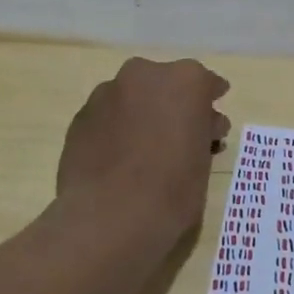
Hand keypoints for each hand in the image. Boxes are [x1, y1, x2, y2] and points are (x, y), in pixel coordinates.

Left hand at [57, 57, 230, 243]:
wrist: (109, 218)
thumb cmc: (173, 189)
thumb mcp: (204, 160)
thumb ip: (202, 133)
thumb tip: (199, 127)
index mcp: (186, 81)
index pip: (207, 84)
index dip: (210, 101)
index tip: (213, 120)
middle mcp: (145, 76)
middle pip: (166, 84)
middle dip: (174, 105)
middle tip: (180, 136)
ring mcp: (107, 93)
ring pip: (134, 98)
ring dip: (143, 115)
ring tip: (146, 150)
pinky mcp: (80, 117)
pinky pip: (108, 117)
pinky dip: (117, 130)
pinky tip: (119, 159)